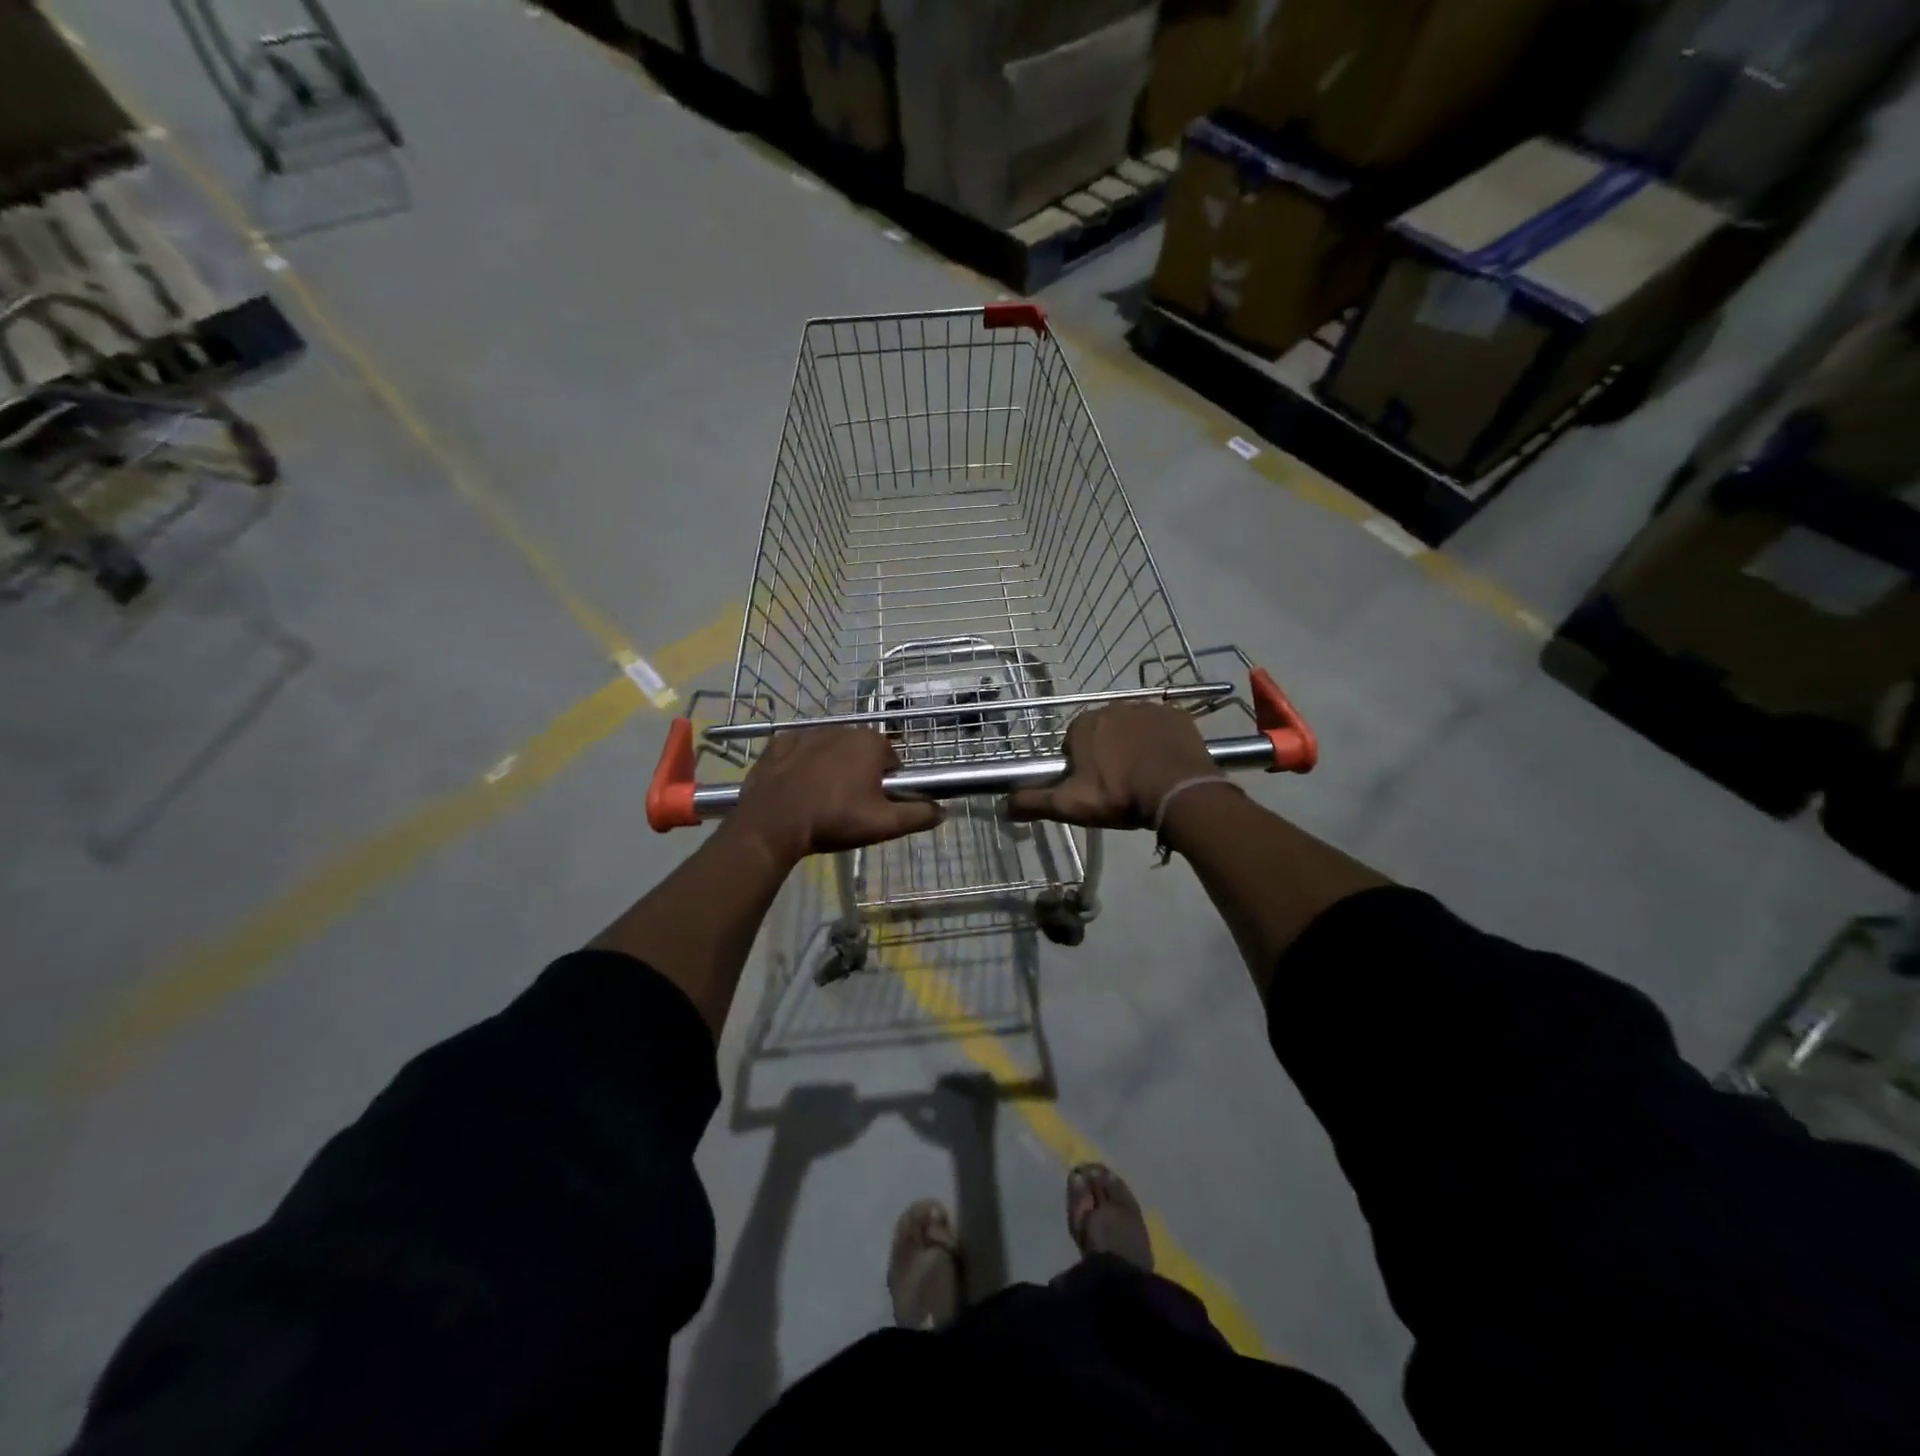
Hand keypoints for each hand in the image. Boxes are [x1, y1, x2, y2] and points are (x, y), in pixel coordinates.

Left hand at [730, 726, 941, 863]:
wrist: (773, 824)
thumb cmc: (834, 820)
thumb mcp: (884, 825)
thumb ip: (918, 815)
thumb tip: (944, 810)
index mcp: (870, 743)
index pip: (892, 761)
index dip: (888, 785)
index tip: (874, 806)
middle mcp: (842, 728)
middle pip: (861, 753)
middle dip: (860, 774)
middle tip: (849, 807)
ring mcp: (807, 733)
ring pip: (831, 750)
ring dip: (831, 768)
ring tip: (821, 800)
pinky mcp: (779, 743)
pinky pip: (799, 752)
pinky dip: (801, 765)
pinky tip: (797, 788)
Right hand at [1007, 702, 1220, 828]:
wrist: (1178, 791)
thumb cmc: (1119, 795)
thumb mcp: (1070, 805)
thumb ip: (1034, 802)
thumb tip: (1001, 806)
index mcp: (1083, 725)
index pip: (1072, 743)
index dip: (1080, 766)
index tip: (1092, 787)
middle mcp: (1112, 707)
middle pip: (1103, 733)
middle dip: (1107, 753)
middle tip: (1118, 785)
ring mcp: (1147, 708)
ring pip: (1132, 728)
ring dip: (1134, 746)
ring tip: (1144, 777)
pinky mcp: (1176, 715)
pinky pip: (1162, 727)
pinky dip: (1161, 741)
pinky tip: (1165, 765)